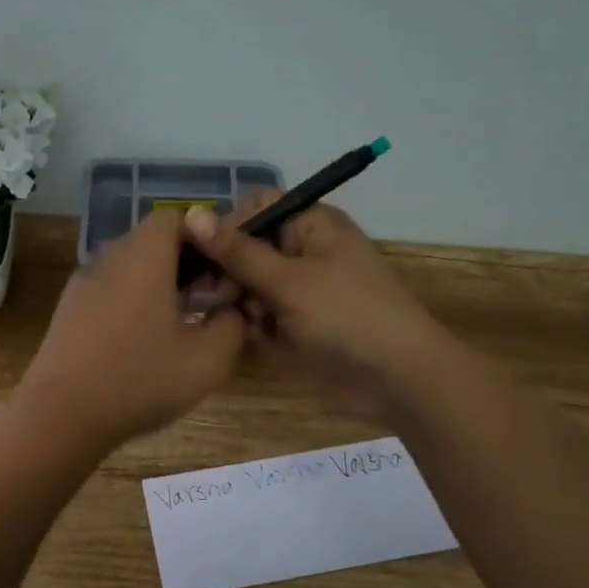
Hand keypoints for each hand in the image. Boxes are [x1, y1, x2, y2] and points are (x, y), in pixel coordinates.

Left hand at [17, 210, 244, 450]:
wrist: (60, 415)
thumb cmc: (139, 379)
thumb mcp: (207, 360)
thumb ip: (231, 326)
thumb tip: (231, 311)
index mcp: (143, 255)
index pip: (176, 217)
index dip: (206, 237)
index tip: (225, 271)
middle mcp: (109, 257)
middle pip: (153, 241)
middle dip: (187, 264)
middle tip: (211, 300)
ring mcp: (83, 283)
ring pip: (131, 268)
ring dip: (160, 286)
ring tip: (182, 325)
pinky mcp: (69, 310)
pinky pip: (111, 290)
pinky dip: (133, 303)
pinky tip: (145, 343)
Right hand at [183, 197, 451, 424]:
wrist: (397, 379)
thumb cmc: (346, 316)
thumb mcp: (288, 281)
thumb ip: (237, 251)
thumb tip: (191, 214)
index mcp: (312, 225)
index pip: (256, 208)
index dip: (228, 228)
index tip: (204, 258)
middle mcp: (304, 250)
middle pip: (248, 247)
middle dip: (229, 271)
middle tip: (217, 298)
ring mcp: (301, 288)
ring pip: (249, 284)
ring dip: (240, 301)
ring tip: (248, 321)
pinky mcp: (297, 322)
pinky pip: (261, 313)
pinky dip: (255, 323)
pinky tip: (258, 337)